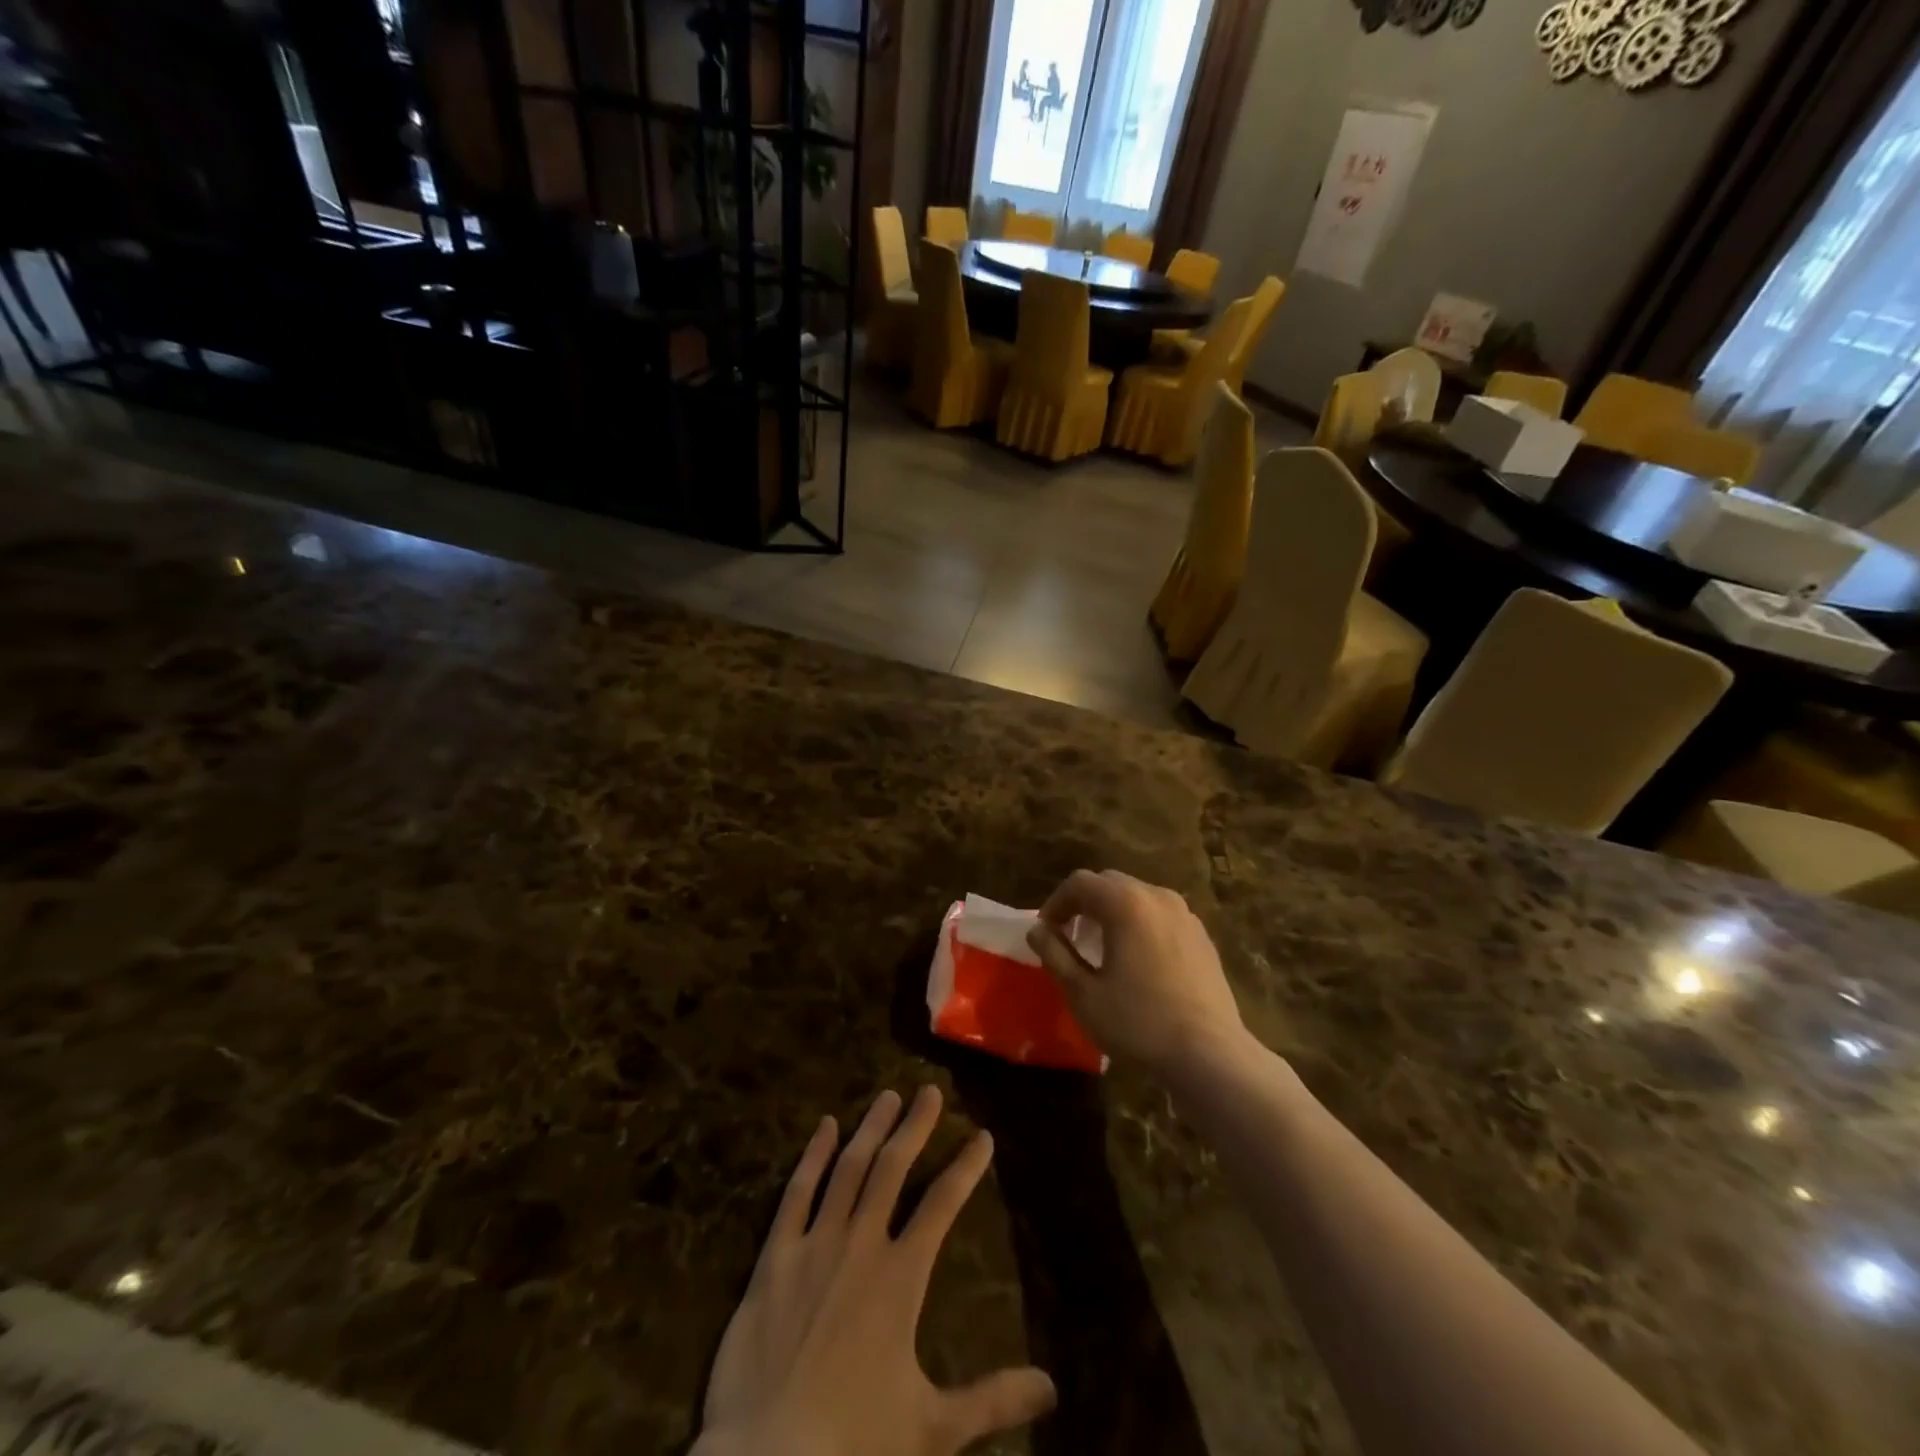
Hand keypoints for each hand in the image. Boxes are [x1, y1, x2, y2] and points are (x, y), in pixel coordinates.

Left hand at [695, 1087, 1055, 1455]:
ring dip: (870, 1128)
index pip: (943, 1205)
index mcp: (900, 1276)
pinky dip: (813, 1156)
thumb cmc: (853, 1444)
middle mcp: (861, 1244)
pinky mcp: (774, 1256)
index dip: (966, 1167)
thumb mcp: (933, 1429)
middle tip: (929, 1090)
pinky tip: (825, 1127)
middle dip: (915, 1127)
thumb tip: (1052, 1387)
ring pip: (849, 1168)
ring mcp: (815, 1244)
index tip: (983, 1136)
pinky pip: (797, 1193)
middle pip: (893, 1168)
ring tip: (887, 1095)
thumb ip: (992, 1399)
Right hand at [1025, 869, 1246, 1077]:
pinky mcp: (1202, 936)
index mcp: (1125, 903)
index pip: (1080, 883)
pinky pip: (1161, 915)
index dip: (1056, 903)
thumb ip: (1055, 954)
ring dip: (1113, 912)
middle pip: (1110, 883)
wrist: (1210, 1054)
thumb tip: (1037, 930)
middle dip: (1084, 903)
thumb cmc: (1138, 1022)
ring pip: (1137, 896)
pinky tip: (1138, 960)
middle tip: (1069, 936)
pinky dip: (1140, 923)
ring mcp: (1185, 914)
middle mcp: (1157, 896)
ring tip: (1102, 947)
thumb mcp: (1083, 993)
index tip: (1045, 932)